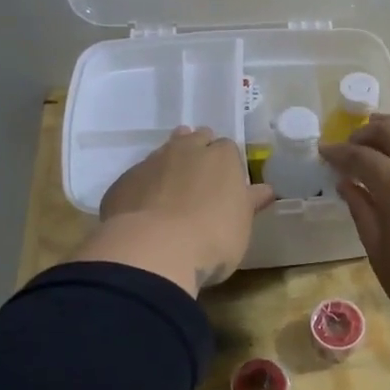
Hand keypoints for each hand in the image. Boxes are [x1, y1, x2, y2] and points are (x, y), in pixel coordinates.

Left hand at [78, 127, 275, 293]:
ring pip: (164, 153)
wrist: (153, 249)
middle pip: (195, 139)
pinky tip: (145, 210)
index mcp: (221, 156)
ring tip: (173, 191)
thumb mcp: (242, 224)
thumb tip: (265, 190)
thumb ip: (250, 202)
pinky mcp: (123, 182)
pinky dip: (145, 188)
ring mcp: (151, 163)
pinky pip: (139, 178)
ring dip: (170, 166)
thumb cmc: (213, 237)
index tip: (227, 182)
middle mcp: (186, 150)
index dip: (227, 163)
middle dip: (198, 152)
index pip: (228, 148)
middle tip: (200, 180)